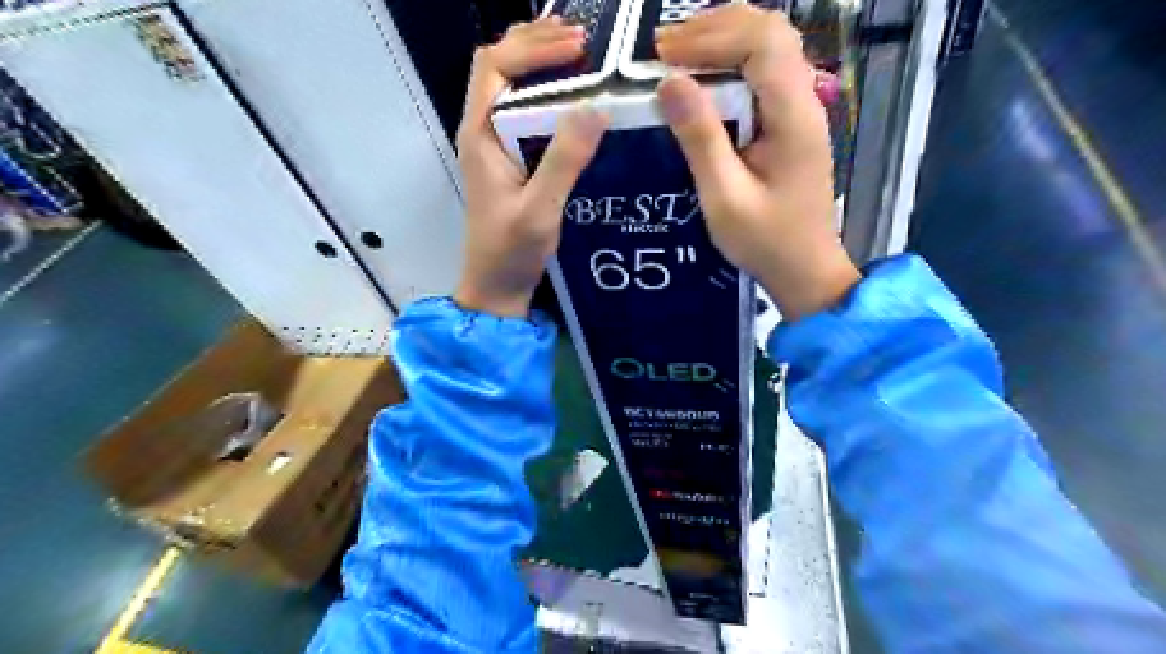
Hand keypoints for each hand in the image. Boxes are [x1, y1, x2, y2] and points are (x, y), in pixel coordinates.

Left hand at [451, 18, 604, 316]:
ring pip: (512, 85)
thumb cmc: (511, 252)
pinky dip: (549, 92)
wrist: (496, 285)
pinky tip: (576, 97)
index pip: (494, 66)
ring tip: (582, 55)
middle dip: (536, 43)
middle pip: (499, 65)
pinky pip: (526, 111)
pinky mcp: (511, 159)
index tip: (577, 47)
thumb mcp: (540, 209)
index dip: (533, 47)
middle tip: (582, 40)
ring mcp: (495, 144)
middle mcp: (483, 130)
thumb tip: (596, 107)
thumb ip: (564, 161)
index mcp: (479, 134)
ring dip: (542, 63)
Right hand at [655, 5, 853, 321]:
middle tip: (664, 46)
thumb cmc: (765, 241)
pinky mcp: (791, 122)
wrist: (804, 269)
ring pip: (769, 46)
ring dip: (724, 39)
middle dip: (715, 27)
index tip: (663, 55)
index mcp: (793, 115)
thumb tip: (669, 82)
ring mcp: (801, 109)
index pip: (761, 42)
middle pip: (770, 30)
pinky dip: (732, 62)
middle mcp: (804, 100)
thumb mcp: (724, 196)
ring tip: (678, 53)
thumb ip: (700, 138)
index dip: (711, 36)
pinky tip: (704, 77)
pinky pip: (765, 72)